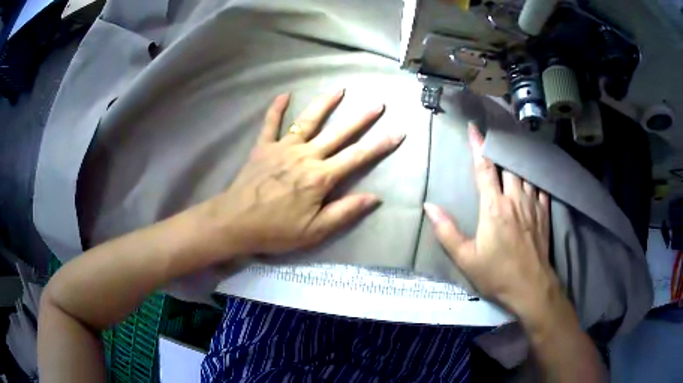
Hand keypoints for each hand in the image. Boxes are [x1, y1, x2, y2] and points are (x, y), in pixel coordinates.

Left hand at [201, 90, 404, 255]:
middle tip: (377, 104)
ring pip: (308, 121)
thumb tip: (374, 198)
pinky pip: (270, 124)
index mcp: (320, 177)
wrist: (235, 222)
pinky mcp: (263, 147)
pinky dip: (276, 109)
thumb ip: (345, 212)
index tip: (398, 131)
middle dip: (360, 118)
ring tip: (339, 90)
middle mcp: (305, 156)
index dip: (380, 145)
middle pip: (338, 133)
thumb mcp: (315, 230)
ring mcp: (282, 148)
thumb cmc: (276, 229)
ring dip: (324, 104)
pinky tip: (283, 95)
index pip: (357, 157)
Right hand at [424, 124, 558, 320]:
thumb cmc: (497, 274)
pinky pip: (540, 186)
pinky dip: (534, 177)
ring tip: (511, 151)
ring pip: (525, 172)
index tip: (474, 127)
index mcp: (493, 207)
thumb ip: (447, 232)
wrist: (531, 288)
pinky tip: (532, 175)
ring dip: (517, 160)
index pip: (484, 168)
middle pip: (507, 165)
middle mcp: (514, 199)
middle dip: (499, 148)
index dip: (478, 145)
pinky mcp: (544, 213)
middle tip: (494, 137)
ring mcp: (532, 204)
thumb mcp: (466, 258)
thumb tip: (429, 207)